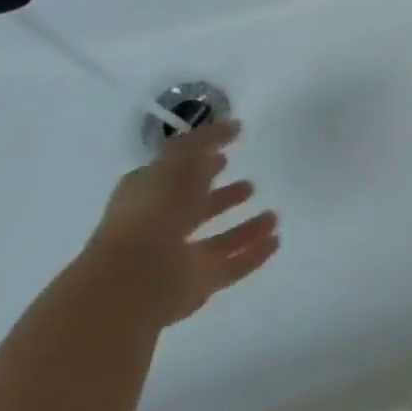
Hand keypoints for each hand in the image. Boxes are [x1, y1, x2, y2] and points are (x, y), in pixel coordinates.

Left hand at [84, 119, 279, 326]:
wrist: (135, 278)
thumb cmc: (153, 209)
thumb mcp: (178, 159)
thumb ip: (204, 140)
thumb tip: (232, 126)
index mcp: (147, 194)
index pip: (175, 174)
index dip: (198, 161)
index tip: (227, 149)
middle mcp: (160, 226)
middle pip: (195, 209)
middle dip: (221, 196)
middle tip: (251, 183)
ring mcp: (177, 258)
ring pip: (216, 241)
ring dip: (244, 228)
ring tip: (273, 215)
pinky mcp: (196, 284)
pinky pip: (231, 265)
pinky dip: (253, 254)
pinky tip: (276, 240)